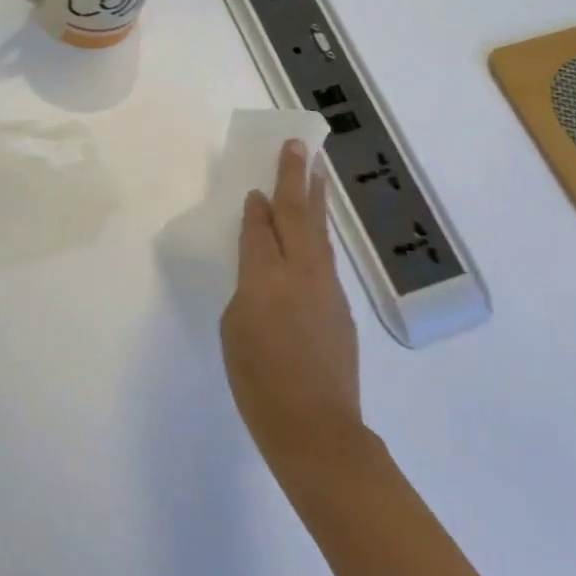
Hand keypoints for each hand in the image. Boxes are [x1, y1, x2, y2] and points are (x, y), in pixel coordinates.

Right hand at [221, 140, 364, 467]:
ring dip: (315, 199)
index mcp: (264, 279)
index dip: (257, 206)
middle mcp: (299, 273)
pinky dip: (318, 236)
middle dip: (295, 178)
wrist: (315, 429)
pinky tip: (315, 234)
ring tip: (315, 173)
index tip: (255, 185)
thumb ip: (247, 291)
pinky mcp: (341, 308)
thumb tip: (263, 275)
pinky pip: (326, 259)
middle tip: (298, 146)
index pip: (260, 228)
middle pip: (297, 215)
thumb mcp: (234, 330)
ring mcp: (326, 289)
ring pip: (318, 233)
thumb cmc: (258, 382)